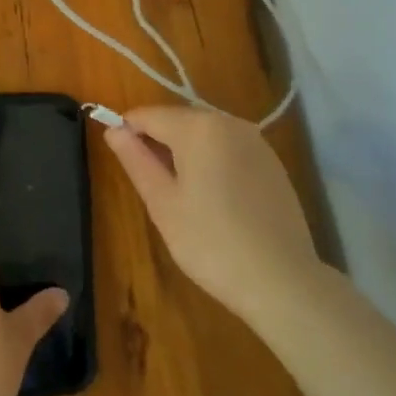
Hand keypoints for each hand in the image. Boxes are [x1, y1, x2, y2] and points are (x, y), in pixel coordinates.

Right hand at [103, 106, 323, 324]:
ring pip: (204, 134)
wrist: (283, 280)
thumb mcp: (162, 203)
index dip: (126, 130)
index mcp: (198, 127)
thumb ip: (136, 160)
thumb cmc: (210, 242)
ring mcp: (255, 140)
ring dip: (184, 152)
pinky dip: (211, 161)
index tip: (117, 158)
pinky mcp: (271, 161)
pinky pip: (228, 148)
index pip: (148, 115)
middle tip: (148, 184)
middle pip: (178, 120)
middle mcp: (228, 122)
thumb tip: (113, 130)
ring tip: (178, 194)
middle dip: (157, 141)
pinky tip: (212, 198)